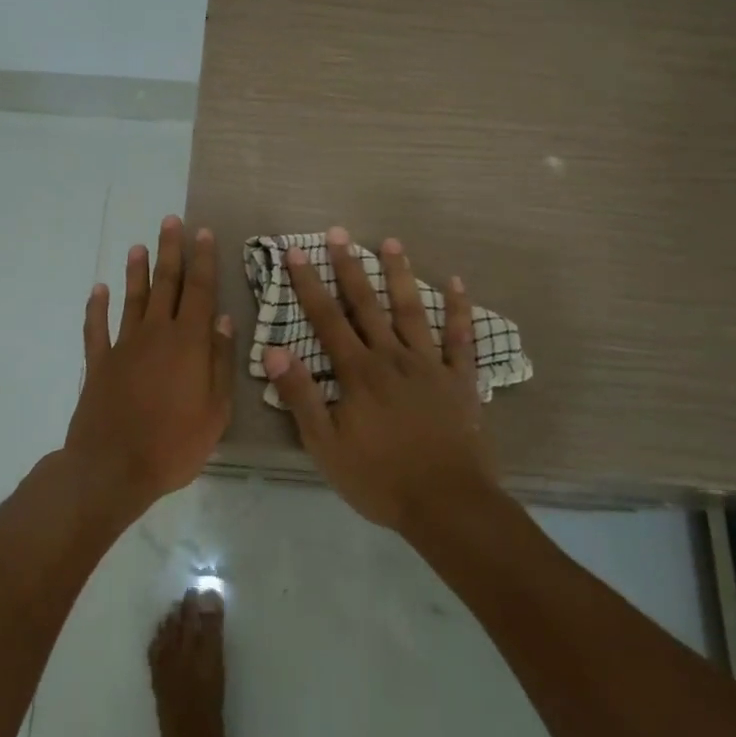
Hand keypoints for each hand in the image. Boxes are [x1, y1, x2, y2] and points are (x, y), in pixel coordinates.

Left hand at [65, 216, 234, 517]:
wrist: (113, 468)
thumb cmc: (174, 444)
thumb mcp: (216, 410)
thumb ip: (219, 361)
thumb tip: (223, 320)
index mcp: (188, 343)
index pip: (199, 291)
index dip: (203, 260)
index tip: (203, 232)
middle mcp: (156, 334)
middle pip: (165, 284)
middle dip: (170, 251)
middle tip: (170, 221)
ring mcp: (123, 347)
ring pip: (132, 299)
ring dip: (136, 272)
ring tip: (138, 247)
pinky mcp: (98, 364)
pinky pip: (96, 328)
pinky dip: (96, 307)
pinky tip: (97, 290)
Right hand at [263, 229, 495, 531]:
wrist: (446, 503)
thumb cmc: (379, 478)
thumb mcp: (325, 445)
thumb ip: (301, 395)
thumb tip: (274, 349)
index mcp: (358, 372)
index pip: (327, 319)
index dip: (309, 285)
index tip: (296, 252)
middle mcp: (392, 358)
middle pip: (367, 305)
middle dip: (350, 267)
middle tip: (339, 233)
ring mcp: (430, 366)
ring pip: (412, 311)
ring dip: (400, 275)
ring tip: (391, 242)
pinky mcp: (460, 381)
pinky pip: (461, 339)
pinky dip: (459, 310)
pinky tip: (456, 283)